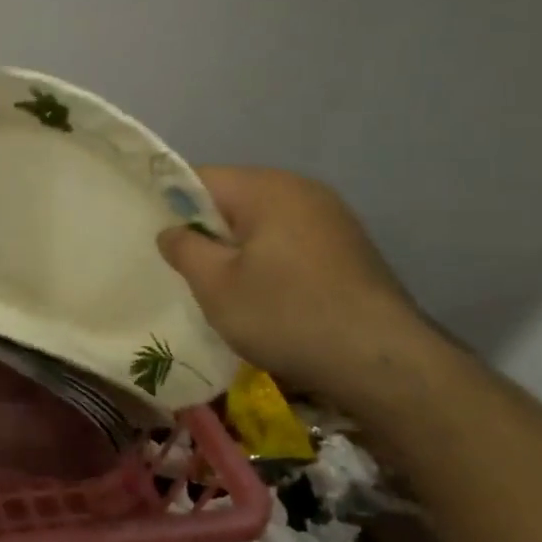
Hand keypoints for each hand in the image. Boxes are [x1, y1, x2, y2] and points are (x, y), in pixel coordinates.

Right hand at [158, 168, 424, 399]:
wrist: (382, 362)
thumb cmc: (285, 314)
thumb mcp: (215, 285)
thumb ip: (184, 248)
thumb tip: (172, 230)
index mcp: (267, 187)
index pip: (201, 178)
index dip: (171, 206)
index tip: (159, 242)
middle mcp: (302, 190)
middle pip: (234, 198)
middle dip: (207, 229)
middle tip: (186, 270)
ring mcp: (332, 218)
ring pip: (263, 222)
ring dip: (238, 248)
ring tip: (223, 287)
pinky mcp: (349, 248)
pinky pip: (290, 241)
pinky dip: (268, 261)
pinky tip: (265, 297)